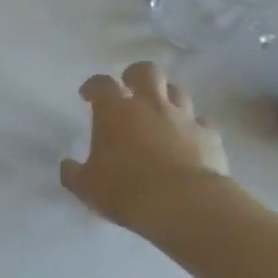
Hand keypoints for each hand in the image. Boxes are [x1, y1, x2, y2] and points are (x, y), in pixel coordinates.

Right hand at [60, 62, 229, 230]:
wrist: (186, 205)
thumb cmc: (127, 190)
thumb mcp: (87, 187)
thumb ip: (74, 173)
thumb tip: (67, 166)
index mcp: (114, 111)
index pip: (101, 84)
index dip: (93, 86)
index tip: (88, 96)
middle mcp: (149, 105)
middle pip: (146, 72)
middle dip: (136, 75)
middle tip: (129, 89)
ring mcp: (183, 118)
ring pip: (178, 91)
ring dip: (168, 97)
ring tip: (161, 112)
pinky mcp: (210, 137)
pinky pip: (202, 122)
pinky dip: (194, 127)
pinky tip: (190, 140)